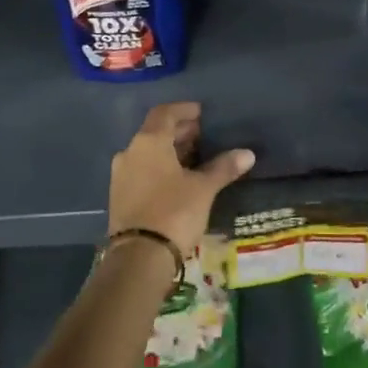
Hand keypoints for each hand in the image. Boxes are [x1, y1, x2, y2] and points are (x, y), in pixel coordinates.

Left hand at [108, 102, 255, 256]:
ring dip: (170, 151)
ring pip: (148, 153)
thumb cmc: (173, 212)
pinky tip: (178, 180)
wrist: (138, 258)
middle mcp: (130, 152)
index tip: (202, 113)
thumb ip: (223, 167)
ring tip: (195, 158)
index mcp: (148, 142)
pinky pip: (142, 171)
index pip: (165, 112)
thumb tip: (248, 154)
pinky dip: (160, 168)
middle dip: (180, 132)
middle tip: (203, 136)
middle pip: (156, 132)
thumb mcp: (203, 189)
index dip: (184, 110)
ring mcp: (121, 175)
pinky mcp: (119, 196)